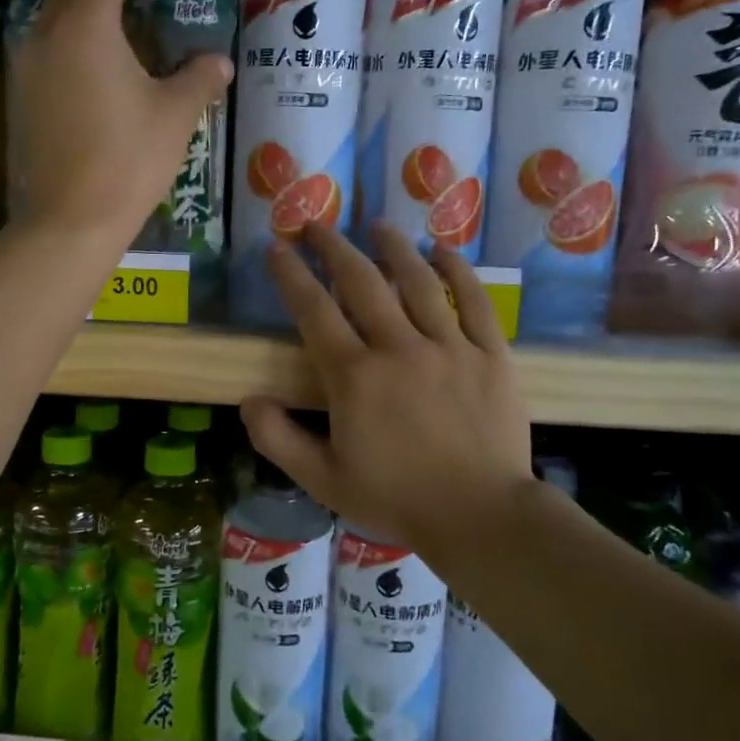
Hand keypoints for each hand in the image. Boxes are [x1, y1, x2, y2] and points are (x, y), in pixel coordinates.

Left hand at [12, 0, 231, 243]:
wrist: (69, 221)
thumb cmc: (127, 160)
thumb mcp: (174, 116)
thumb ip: (197, 79)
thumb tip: (217, 62)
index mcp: (87, 26)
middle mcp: (48, 36)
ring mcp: (28, 68)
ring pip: (53, 14)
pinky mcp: (21, 99)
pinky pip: (45, 46)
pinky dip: (68, 33)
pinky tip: (87, 50)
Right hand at [240, 221, 533, 558]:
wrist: (481, 516)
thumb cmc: (396, 498)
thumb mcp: (323, 480)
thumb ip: (278, 440)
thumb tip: (248, 400)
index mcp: (355, 376)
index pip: (314, 311)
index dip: (291, 275)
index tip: (277, 248)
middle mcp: (399, 348)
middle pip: (362, 282)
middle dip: (334, 248)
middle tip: (316, 224)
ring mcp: (449, 347)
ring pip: (419, 282)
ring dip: (393, 248)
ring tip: (377, 225)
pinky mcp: (490, 355)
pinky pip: (474, 301)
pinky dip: (458, 272)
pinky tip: (443, 251)